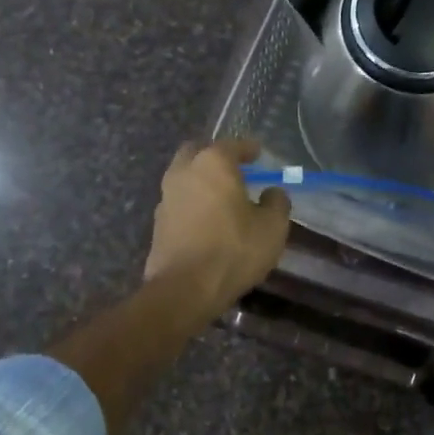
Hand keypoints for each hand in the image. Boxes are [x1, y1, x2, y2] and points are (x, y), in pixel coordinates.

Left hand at [144, 139, 291, 316]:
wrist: (184, 289)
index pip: (232, 145)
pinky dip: (192, 204)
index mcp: (212, 164)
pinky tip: (206, 220)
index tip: (258, 152)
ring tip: (221, 197)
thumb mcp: (272, 227)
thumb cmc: (234, 249)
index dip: (248, 148)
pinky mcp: (158, 224)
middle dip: (214, 157)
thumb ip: (276, 203)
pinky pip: (178, 203)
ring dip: (200, 181)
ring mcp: (166, 198)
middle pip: (197, 153)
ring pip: (183, 178)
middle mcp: (184, 172)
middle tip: (233, 169)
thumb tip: (272, 193)